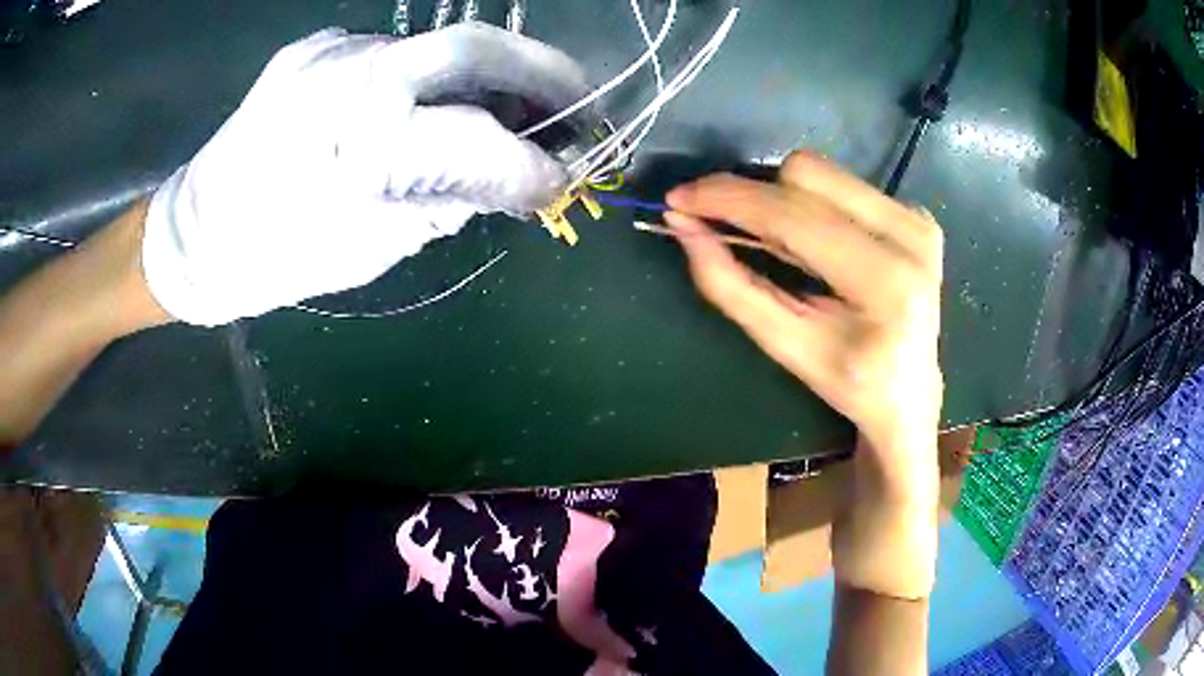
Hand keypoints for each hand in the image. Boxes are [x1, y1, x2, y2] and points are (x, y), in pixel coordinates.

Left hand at [143, 28, 566, 325]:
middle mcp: (345, 78)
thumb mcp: (369, 247)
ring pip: (438, 46)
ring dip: (494, 75)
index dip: (532, 163)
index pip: (474, 140)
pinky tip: (442, 106)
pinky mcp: (316, 48)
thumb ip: (445, 201)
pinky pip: (397, 54)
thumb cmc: (276, 257)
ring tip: (523, 111)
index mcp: (354, 147)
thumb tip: (512, 179)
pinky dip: (435, 78)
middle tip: (584, 106)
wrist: (197, 231)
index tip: (566, 182)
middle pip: (470, 47)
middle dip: (542, 73)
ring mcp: (328, 52)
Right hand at [666, 151, 943, 597]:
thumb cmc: (848, 381)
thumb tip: (682, 223)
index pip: (793, 215)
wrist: (910, 391)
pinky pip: (841, 183)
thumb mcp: (784, 345)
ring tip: (777, 243)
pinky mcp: (916, 213)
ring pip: (821, 172)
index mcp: (885, 282)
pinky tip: (813, 242)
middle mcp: (910, 236)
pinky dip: (809, 203)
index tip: (680, 198)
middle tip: (729, 230)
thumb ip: (730, 285)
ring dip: (782, 198)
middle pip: (806, 174)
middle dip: (755, 198)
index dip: (729, 199)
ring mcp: (918, 220)